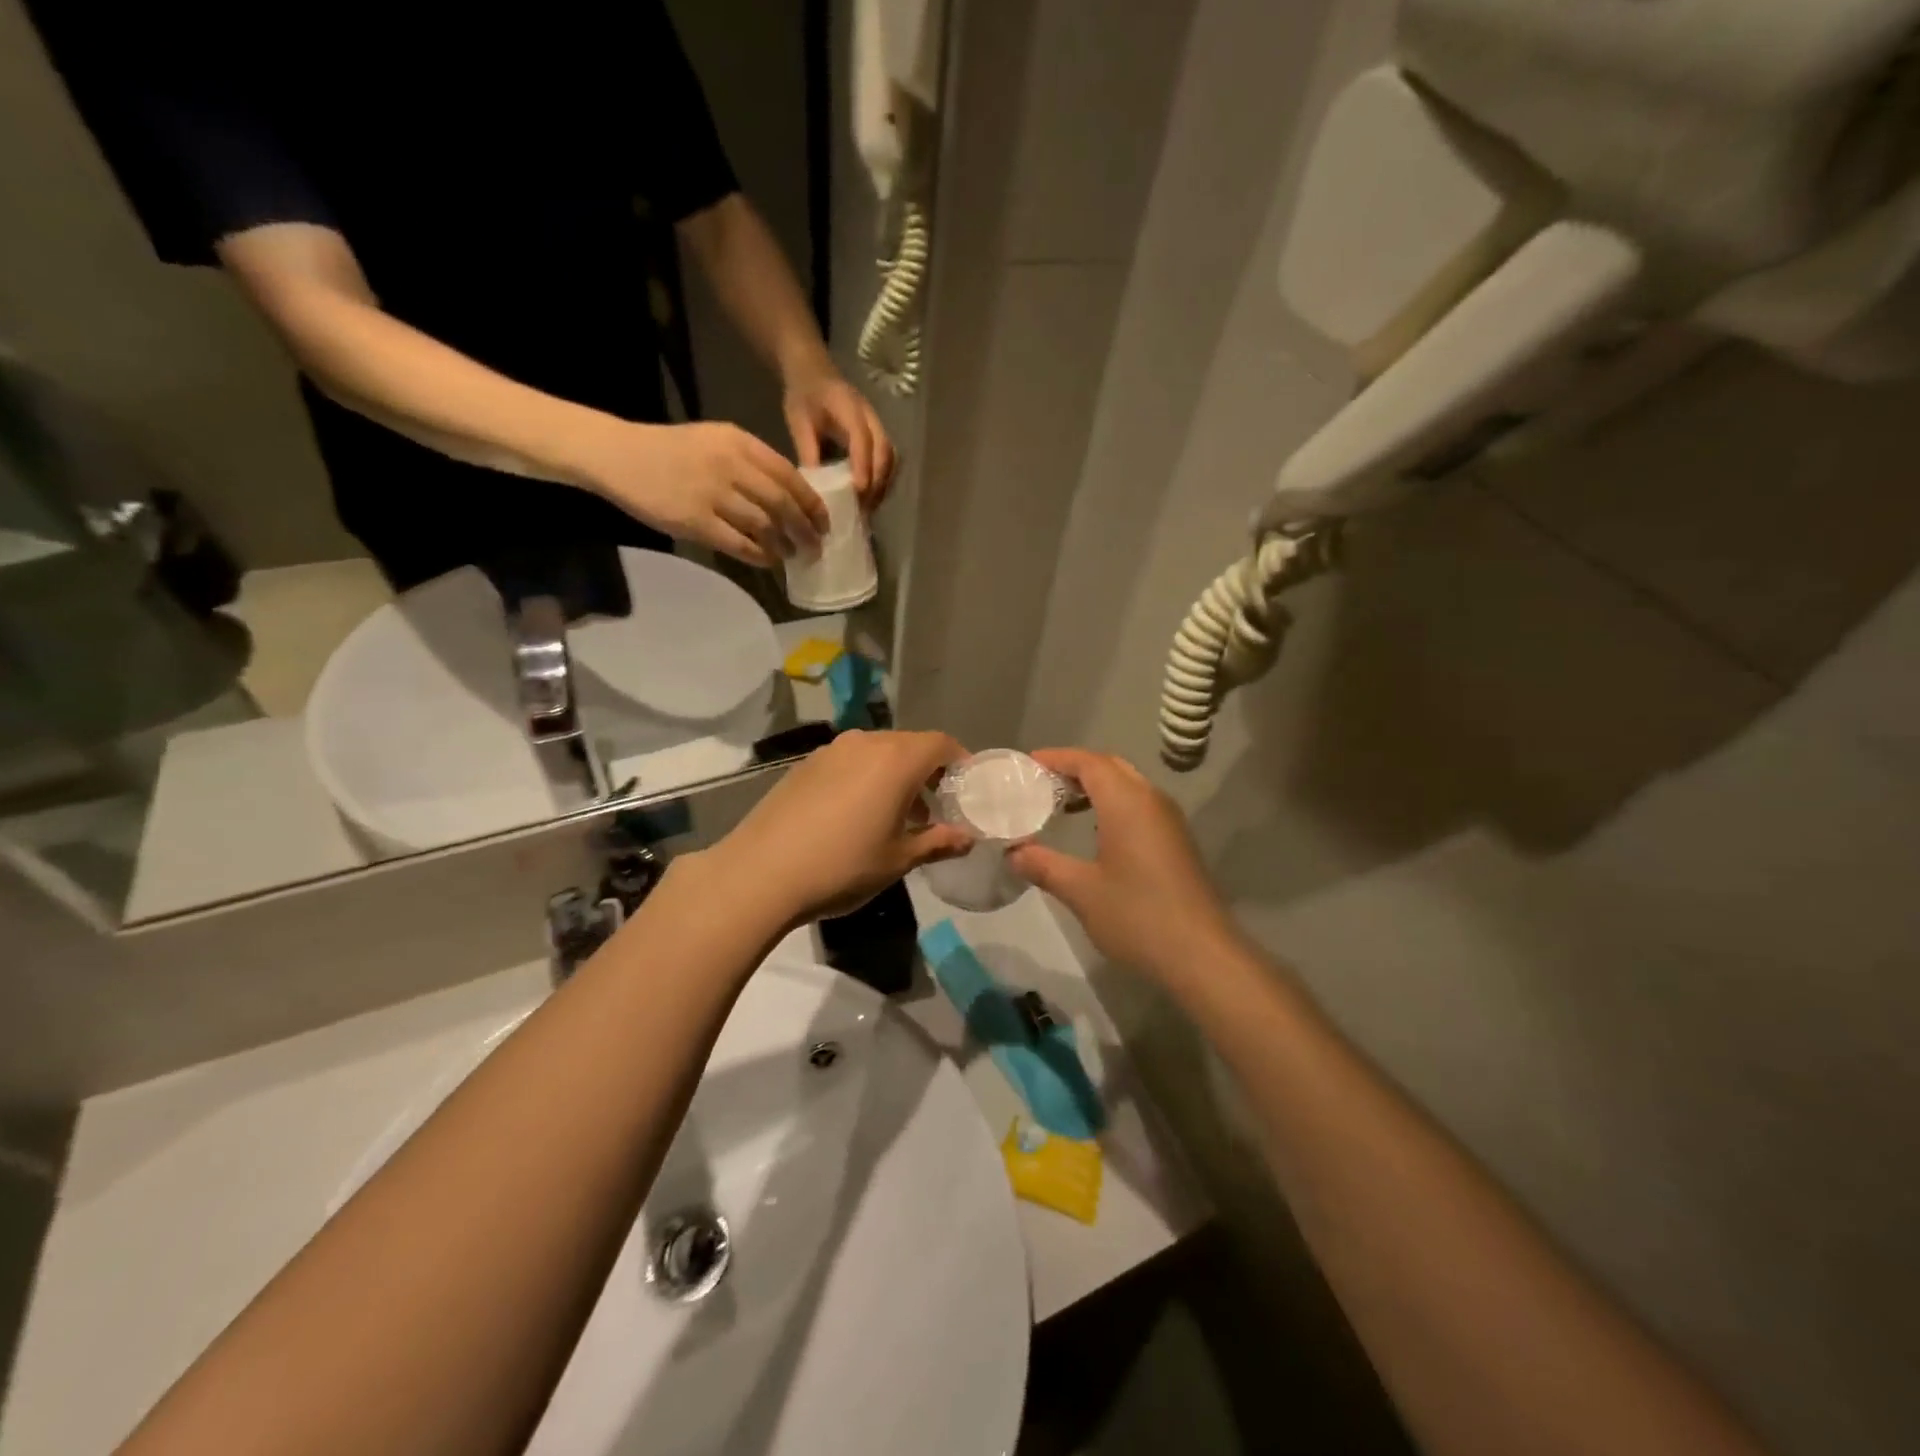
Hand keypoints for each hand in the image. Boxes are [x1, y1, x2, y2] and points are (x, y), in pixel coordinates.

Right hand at [578, 419, 828, 566]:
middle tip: (815, 545)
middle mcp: (729, 465)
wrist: (619, 456)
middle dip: (805, 529)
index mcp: (739, 442)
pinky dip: (760, 555)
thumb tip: (791, 497)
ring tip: (792, 555)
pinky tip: (768, 561)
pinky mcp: (695, 521)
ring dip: (784, 544)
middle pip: (782, 503)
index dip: (812, 503)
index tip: (824, 521)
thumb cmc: (671, 450)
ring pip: (764, 525)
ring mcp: (711, 494)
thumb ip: (752, 463)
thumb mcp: (716, 441)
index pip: (789, 476)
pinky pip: (739, 544)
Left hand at [710, 730, 971, 928]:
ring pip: (878, 752)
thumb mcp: (898, 859)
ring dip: (895, 775)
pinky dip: (866, 777)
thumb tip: (967, 838)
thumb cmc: (842, 865)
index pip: (941, 744)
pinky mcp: (806, 765)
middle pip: (910, 745)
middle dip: (928, 771)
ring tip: (896, 815)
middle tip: (934, 809)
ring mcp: (831, 750)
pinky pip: (850, 761)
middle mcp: (866, 743)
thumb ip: (938, 842)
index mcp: (896, 759)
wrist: (760, 873)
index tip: (965, 791)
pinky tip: (856, 814)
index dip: (960, 763)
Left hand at [782, 364, 896, 507]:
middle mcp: (870, 416)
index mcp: (848, 407)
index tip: (859, 491)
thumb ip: (808, 451)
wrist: (814, 373)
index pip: (862, 438)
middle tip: (863, 508)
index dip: (863, 465)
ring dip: (884, 484)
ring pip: (891, 458)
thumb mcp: (799, 422)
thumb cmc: (804, 397)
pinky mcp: (879, 435)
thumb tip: (815, 488)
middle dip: (877, 482)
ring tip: (869, 507)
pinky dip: (884, 480)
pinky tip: (871, 496)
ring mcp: (878, 425)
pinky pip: (889, 460)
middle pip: (884, 452)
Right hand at [1006, 749, 1240, 984]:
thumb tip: (1012, 853)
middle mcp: (1151, 801)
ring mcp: (1169, 821)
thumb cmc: (1137, 915)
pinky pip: (1139, 806)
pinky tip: (1094, 833)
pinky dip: (1112, 805)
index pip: (1089, 762)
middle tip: (1041, 784)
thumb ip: (1043, 865)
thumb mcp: (1081, 891)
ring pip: (1128, 786)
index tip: (1027, 765)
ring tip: (1061, 806)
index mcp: (1127, 802)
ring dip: (1095, 787)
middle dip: (1075, 769)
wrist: (1202, 955)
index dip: (1057, 758)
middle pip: (1110, 767)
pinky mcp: (1176, 842)